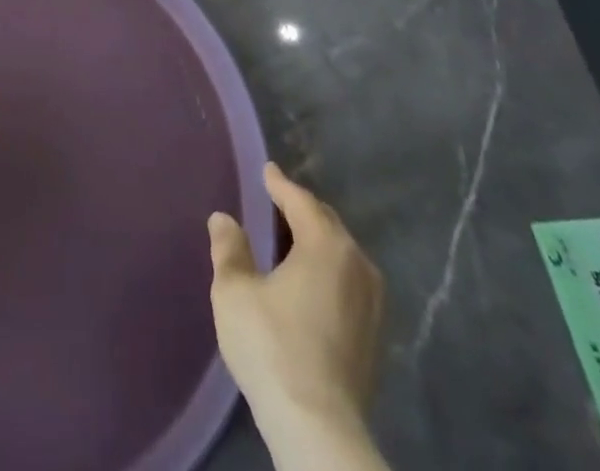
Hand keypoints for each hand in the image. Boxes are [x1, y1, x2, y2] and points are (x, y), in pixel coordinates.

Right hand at [209, 163, 386, 469]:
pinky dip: (328, 271)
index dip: (280, 184)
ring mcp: (373, 303)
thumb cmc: (272, 346)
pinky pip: (349, 282)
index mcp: (326, 245)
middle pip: (327, 224)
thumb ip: (229, 248)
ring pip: (342, 254)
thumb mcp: (235, 291)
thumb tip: (224, 219)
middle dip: (302, 210)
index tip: (267, 171)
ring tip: (291, 241)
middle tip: (276, 203)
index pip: (301, 201)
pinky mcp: (375, 337)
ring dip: (317, 242)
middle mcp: (357, 265)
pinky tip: (309, 283)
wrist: (318, 429)